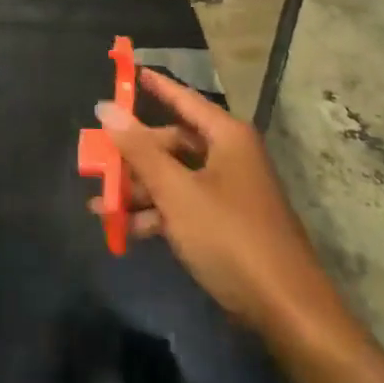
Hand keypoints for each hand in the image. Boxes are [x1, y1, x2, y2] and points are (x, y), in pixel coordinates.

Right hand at [91, 69, 340, 337]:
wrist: (286, 310)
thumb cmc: (230, 237)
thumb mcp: (177, 192)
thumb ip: (139, 150)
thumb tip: (106, 108)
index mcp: (226, 137)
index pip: (184, 99)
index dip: (155, 86)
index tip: (129, 72)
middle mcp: (230, 156)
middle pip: (172, 143)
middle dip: (134, 154)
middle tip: (97, 159)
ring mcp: (230, 191)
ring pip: (175, 177)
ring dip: (140, 189)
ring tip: (100, 204)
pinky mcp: (227, 224)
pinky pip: (184, 205)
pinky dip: (158, 213)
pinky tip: (127, 229)